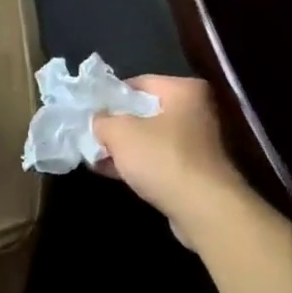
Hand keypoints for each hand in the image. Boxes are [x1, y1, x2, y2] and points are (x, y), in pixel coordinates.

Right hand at [91, 75, 250, 244]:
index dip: (110, 96)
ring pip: (148, 139)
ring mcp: (195, 144)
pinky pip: (156, 160)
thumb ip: (102, 120)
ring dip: (122, 147)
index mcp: (184, 91)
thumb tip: (98, 120)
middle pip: (144, 112)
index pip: (138, 83)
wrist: (203, 209)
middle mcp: (195, 112)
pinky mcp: (192, 171)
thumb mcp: (119, 132)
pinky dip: (135, 164)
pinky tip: (109, 171)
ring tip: (93, 155)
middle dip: (115, 125)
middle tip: (89, 133)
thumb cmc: (161, 158)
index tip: (89, 110)